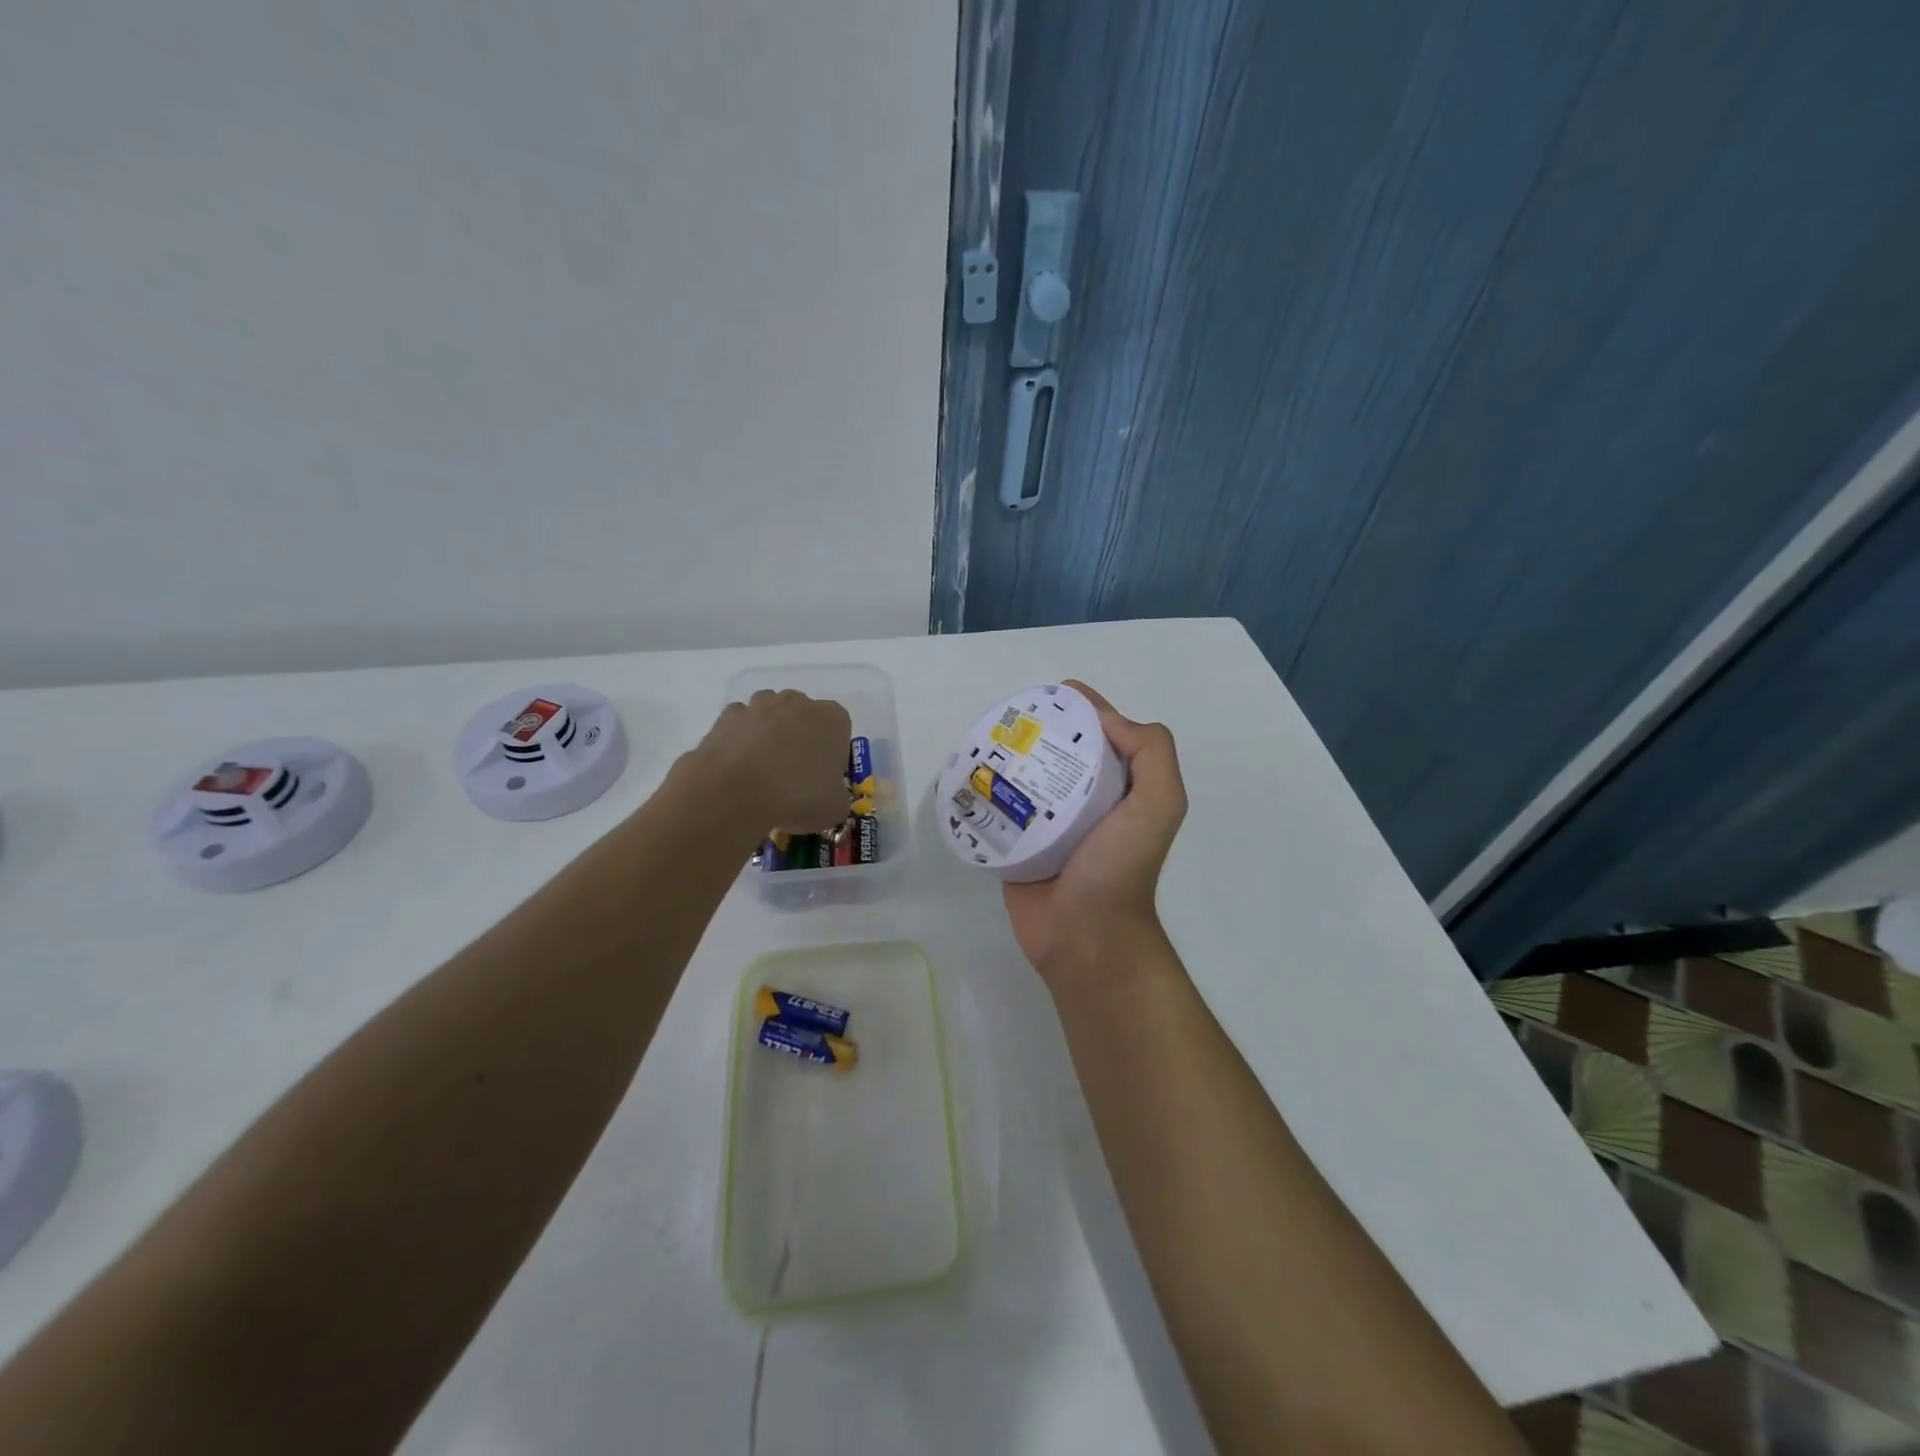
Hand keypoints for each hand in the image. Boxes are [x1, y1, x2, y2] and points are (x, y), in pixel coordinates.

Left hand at [692, 690, 852, 833]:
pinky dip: (741, 738)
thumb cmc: (798, 795)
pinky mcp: (728, 715)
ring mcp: (760, 705)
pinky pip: (741, 723)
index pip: (840, 729)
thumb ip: (838, 796)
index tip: (823, 776)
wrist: (736, 792)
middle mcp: (799, 702)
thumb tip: (828, 796)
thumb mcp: (835, 809)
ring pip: (771, 714)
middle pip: (805, 716)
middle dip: (801, 738)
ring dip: (770, 734)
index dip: (833, 753)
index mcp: (833, 718)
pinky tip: (739, 766)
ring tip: (763, 770)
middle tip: (794, 774)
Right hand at [1002, 681, 1186, 984]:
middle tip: (1010, 717)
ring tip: (983, 739)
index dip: (1085, 710)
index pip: (1104, 736)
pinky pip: (999, 811)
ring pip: (1026, 779)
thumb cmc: (1120, 868)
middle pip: (1060, 753)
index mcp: (1120, 790)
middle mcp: (1086, 803)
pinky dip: (986, 792)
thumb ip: (1151, 753)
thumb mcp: (1159, 804)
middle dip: (1038, 730)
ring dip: (1007, 758)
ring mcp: (1048, 826)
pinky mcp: (1016, 846)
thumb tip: (1106, 720)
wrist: (1084, 937)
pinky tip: (967, 774)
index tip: (1056, 693)